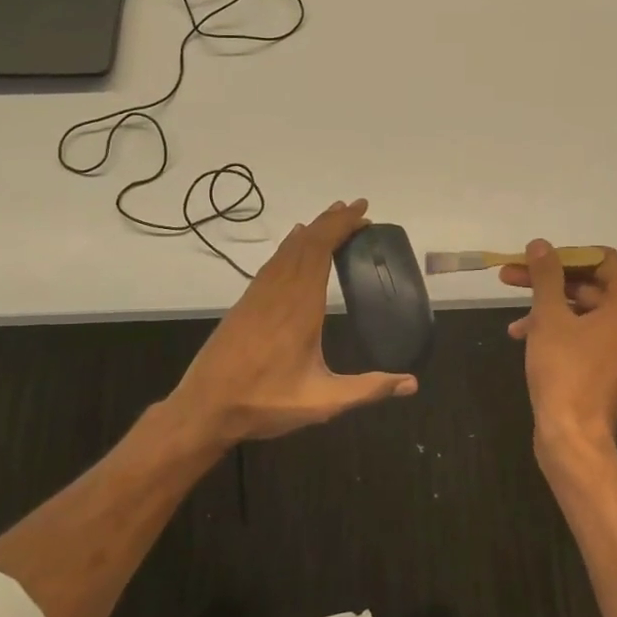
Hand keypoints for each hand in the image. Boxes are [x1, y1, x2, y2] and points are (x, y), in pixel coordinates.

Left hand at [165, 199, 417, 445]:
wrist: (204, 408)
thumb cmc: (265, 403)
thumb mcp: (323, 402)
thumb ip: (367, 389)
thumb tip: (412, 383)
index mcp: (300, 306)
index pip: (321, 250)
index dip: (341, 226)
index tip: (362, 212)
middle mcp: (279, 291)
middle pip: (306, 243)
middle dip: (332, 221)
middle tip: (357, 208)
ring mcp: (258, 295)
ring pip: (287, 249)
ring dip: (312, 230)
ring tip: (332, 218)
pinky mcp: (246, 303)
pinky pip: (272, 262)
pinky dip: (290, 245)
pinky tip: (294, 244)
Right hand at [501, 240, 616, 455]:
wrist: (573, 439)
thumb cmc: (565, 372)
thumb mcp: (549, 318)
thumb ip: (546, 276)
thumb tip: (540, 244)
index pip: (602, 260)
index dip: (566, 254)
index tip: (534, 259)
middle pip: (589, 285)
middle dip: (547, 281)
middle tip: (509, 277)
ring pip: (582, 312)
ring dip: (547, 308)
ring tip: (513, 319)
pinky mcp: (607, 370)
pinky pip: (583, 337)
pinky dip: (556, 331)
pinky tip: (524, 338)